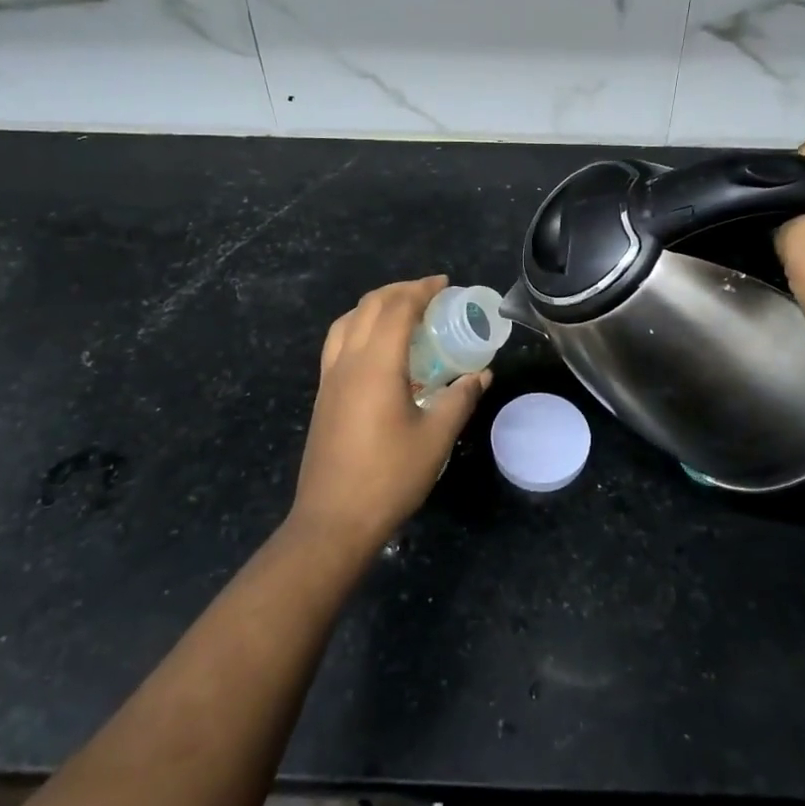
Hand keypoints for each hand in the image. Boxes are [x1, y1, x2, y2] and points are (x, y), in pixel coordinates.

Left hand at [290, 276, 489, 553]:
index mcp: (376, 365)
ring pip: (348, 320)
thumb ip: (459, 400)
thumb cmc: (389, 477)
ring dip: (376, 305)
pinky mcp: (323, 395)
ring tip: (403, 313)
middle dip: (400, 290)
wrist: (333, 521)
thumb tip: (481, 375)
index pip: (398, 308)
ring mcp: (330, 378)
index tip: (445, 285)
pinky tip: (379, 349)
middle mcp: (348, 361)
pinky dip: (360, 326)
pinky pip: (338, 342)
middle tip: (429, 294)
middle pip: (370, 305)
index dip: (422, 290)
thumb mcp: (435, 438)